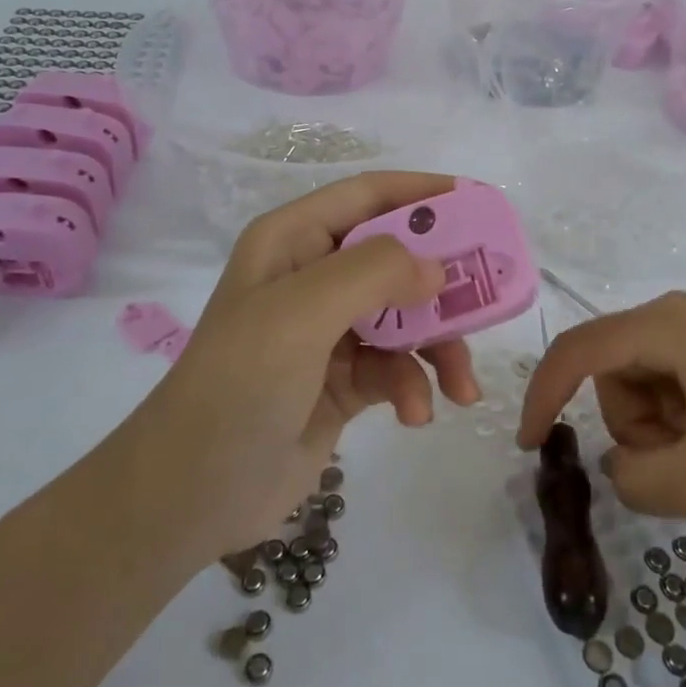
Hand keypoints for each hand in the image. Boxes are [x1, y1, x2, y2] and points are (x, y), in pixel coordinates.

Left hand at [146, 172, 481, 560]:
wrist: (193, 493)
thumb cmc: (240, 384)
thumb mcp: (302, 312)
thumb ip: (374, 272)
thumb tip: (437, 270)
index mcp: (294, 240)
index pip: (369, 195)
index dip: (425, 193)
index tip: (482, 206)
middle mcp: (313, 276)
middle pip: (398, 258)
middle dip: (444, 282)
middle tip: (492, 297)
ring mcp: (328, 331)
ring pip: (406, 317)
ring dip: (438, 348)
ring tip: (462, 385)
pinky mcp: (343, 380)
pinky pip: (396, 367)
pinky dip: (413, 386)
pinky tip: (416, 414)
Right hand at [517, 286, 685, 531]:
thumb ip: (633, 479)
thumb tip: (624, 463)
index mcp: (672, 323)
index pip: (580, 350)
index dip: (544, 394)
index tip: (531, 445)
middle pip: (622, 365)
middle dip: (634, 422)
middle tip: (684, 465)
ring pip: (658, 372)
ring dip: (667, 423)